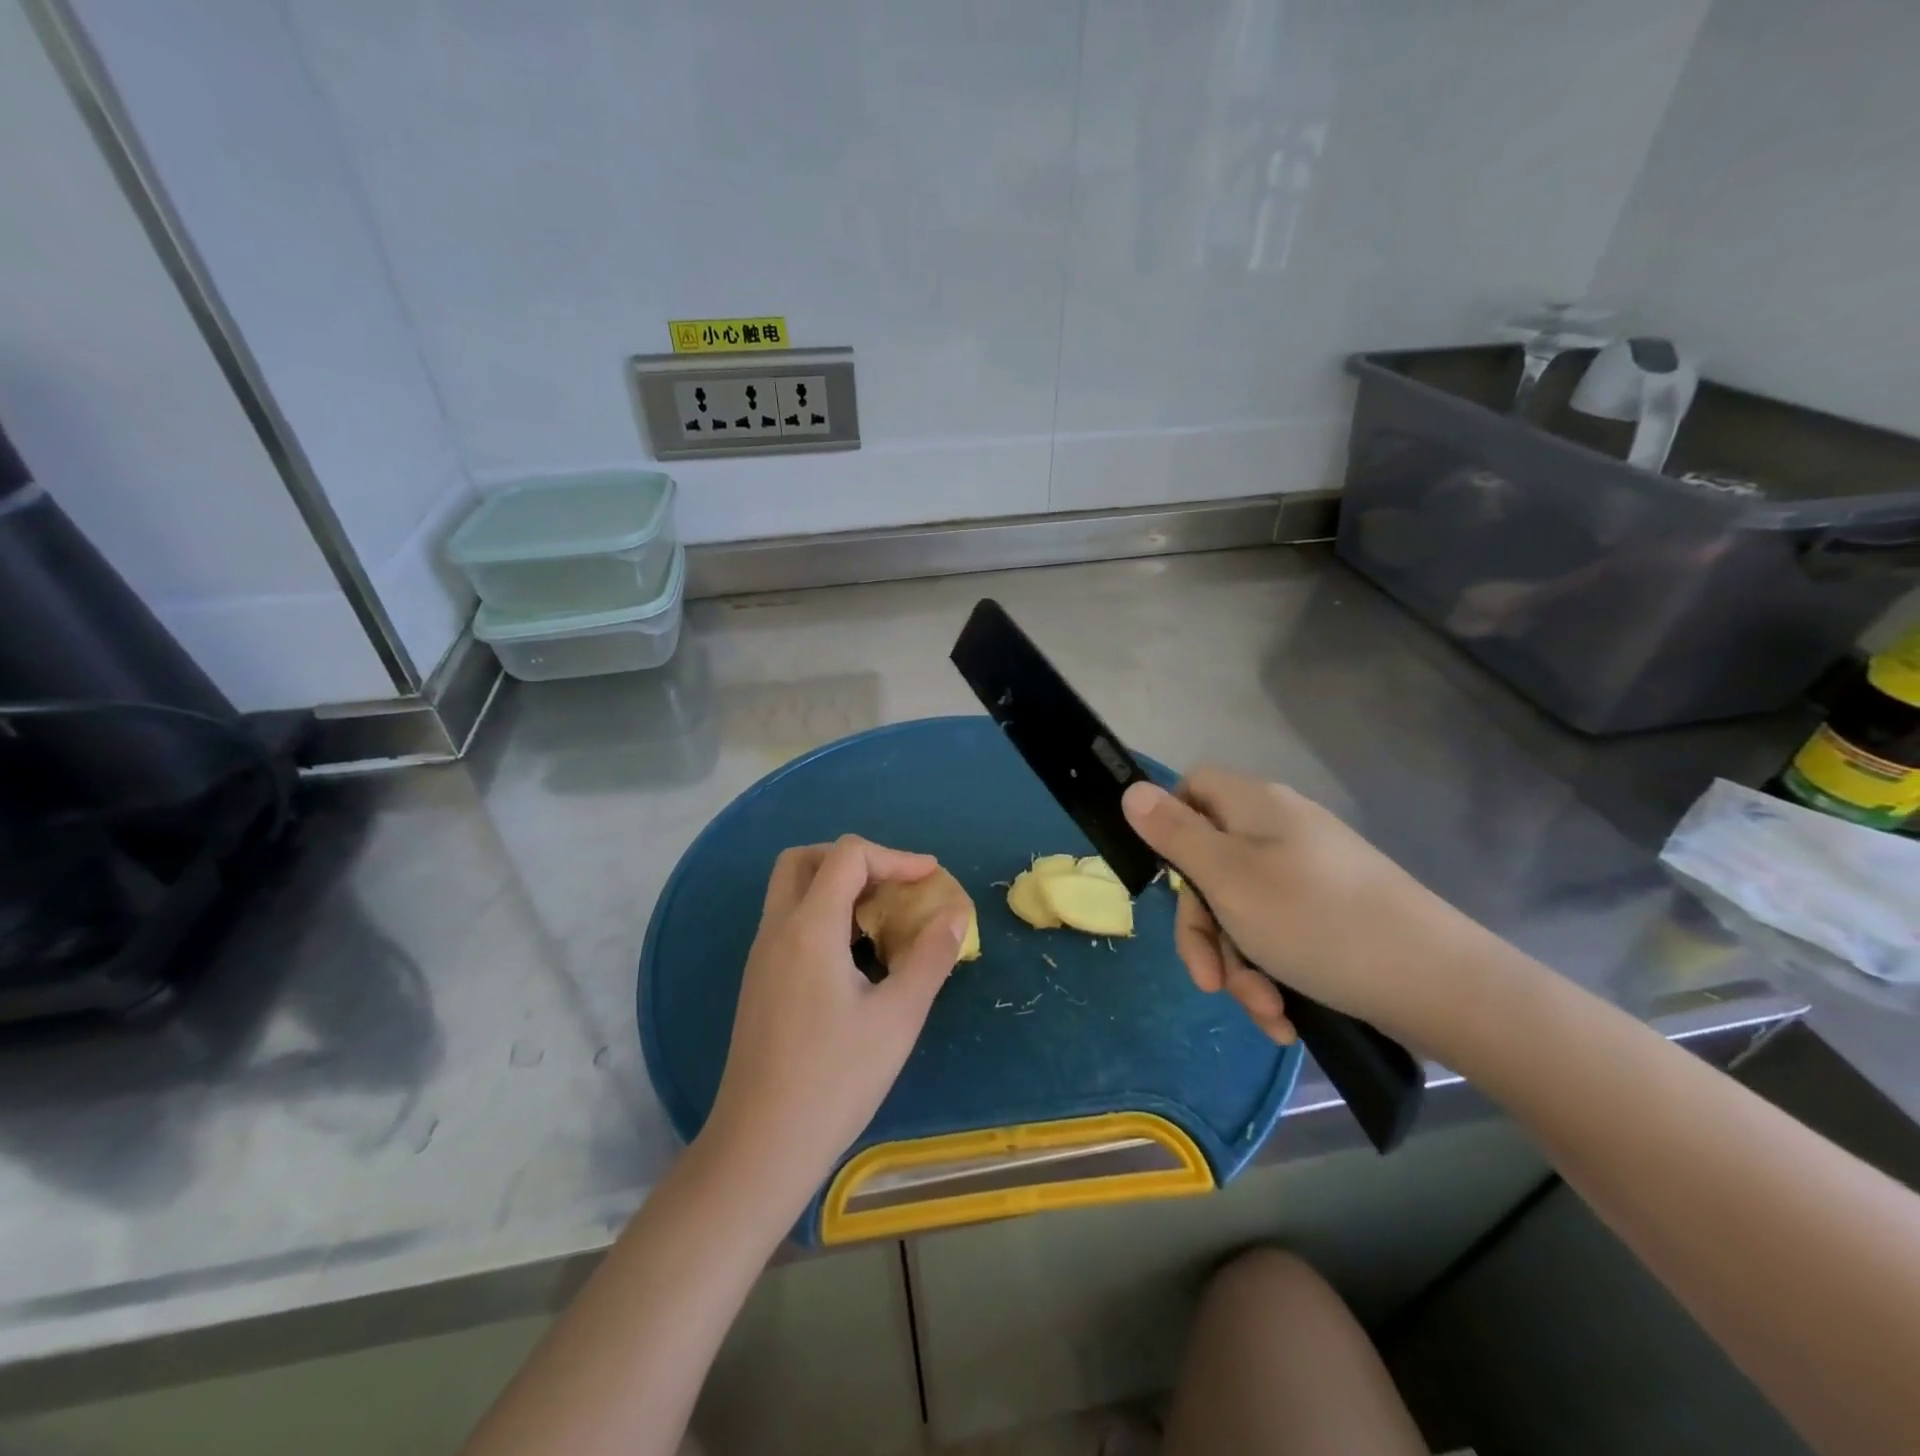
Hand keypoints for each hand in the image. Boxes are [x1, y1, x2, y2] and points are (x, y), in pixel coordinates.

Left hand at [702, 835, 967, 1203]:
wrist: (761, 1145)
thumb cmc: (835, 1080)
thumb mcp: (898, 1018)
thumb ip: (930, 957)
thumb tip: (955, 914)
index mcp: (809, 927)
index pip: (847, 855)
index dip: (894, 857)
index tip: (930, 878)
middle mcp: (777, 929)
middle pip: (805, 859)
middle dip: (853, 859)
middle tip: (893, 885)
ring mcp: (761, 955)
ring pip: (791, 889)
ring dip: (835, 885)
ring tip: (880, 917)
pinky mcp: (759, 981)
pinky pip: (789, 921)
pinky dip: (822, 914)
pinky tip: (854, 954)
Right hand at [1122, 769, 1479, 1046]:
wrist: (1441, 985)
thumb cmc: (1316, 920)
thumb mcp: (1227, 877)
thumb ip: (1173, 834)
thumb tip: (1131, 790)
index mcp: (1254, 806)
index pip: (1191, 787)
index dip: (1168, 824)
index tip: (1168, 876)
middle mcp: (1281, 831)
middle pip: (1210, 864)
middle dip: (1205, 929)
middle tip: (1209, 978)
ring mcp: (1309, 874)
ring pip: (1242, 911)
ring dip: (1240, 965)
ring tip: (1263, 1010)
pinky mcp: (1332, 915)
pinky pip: (1279, 936)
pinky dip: (1274, 976)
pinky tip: (1284, 1018)